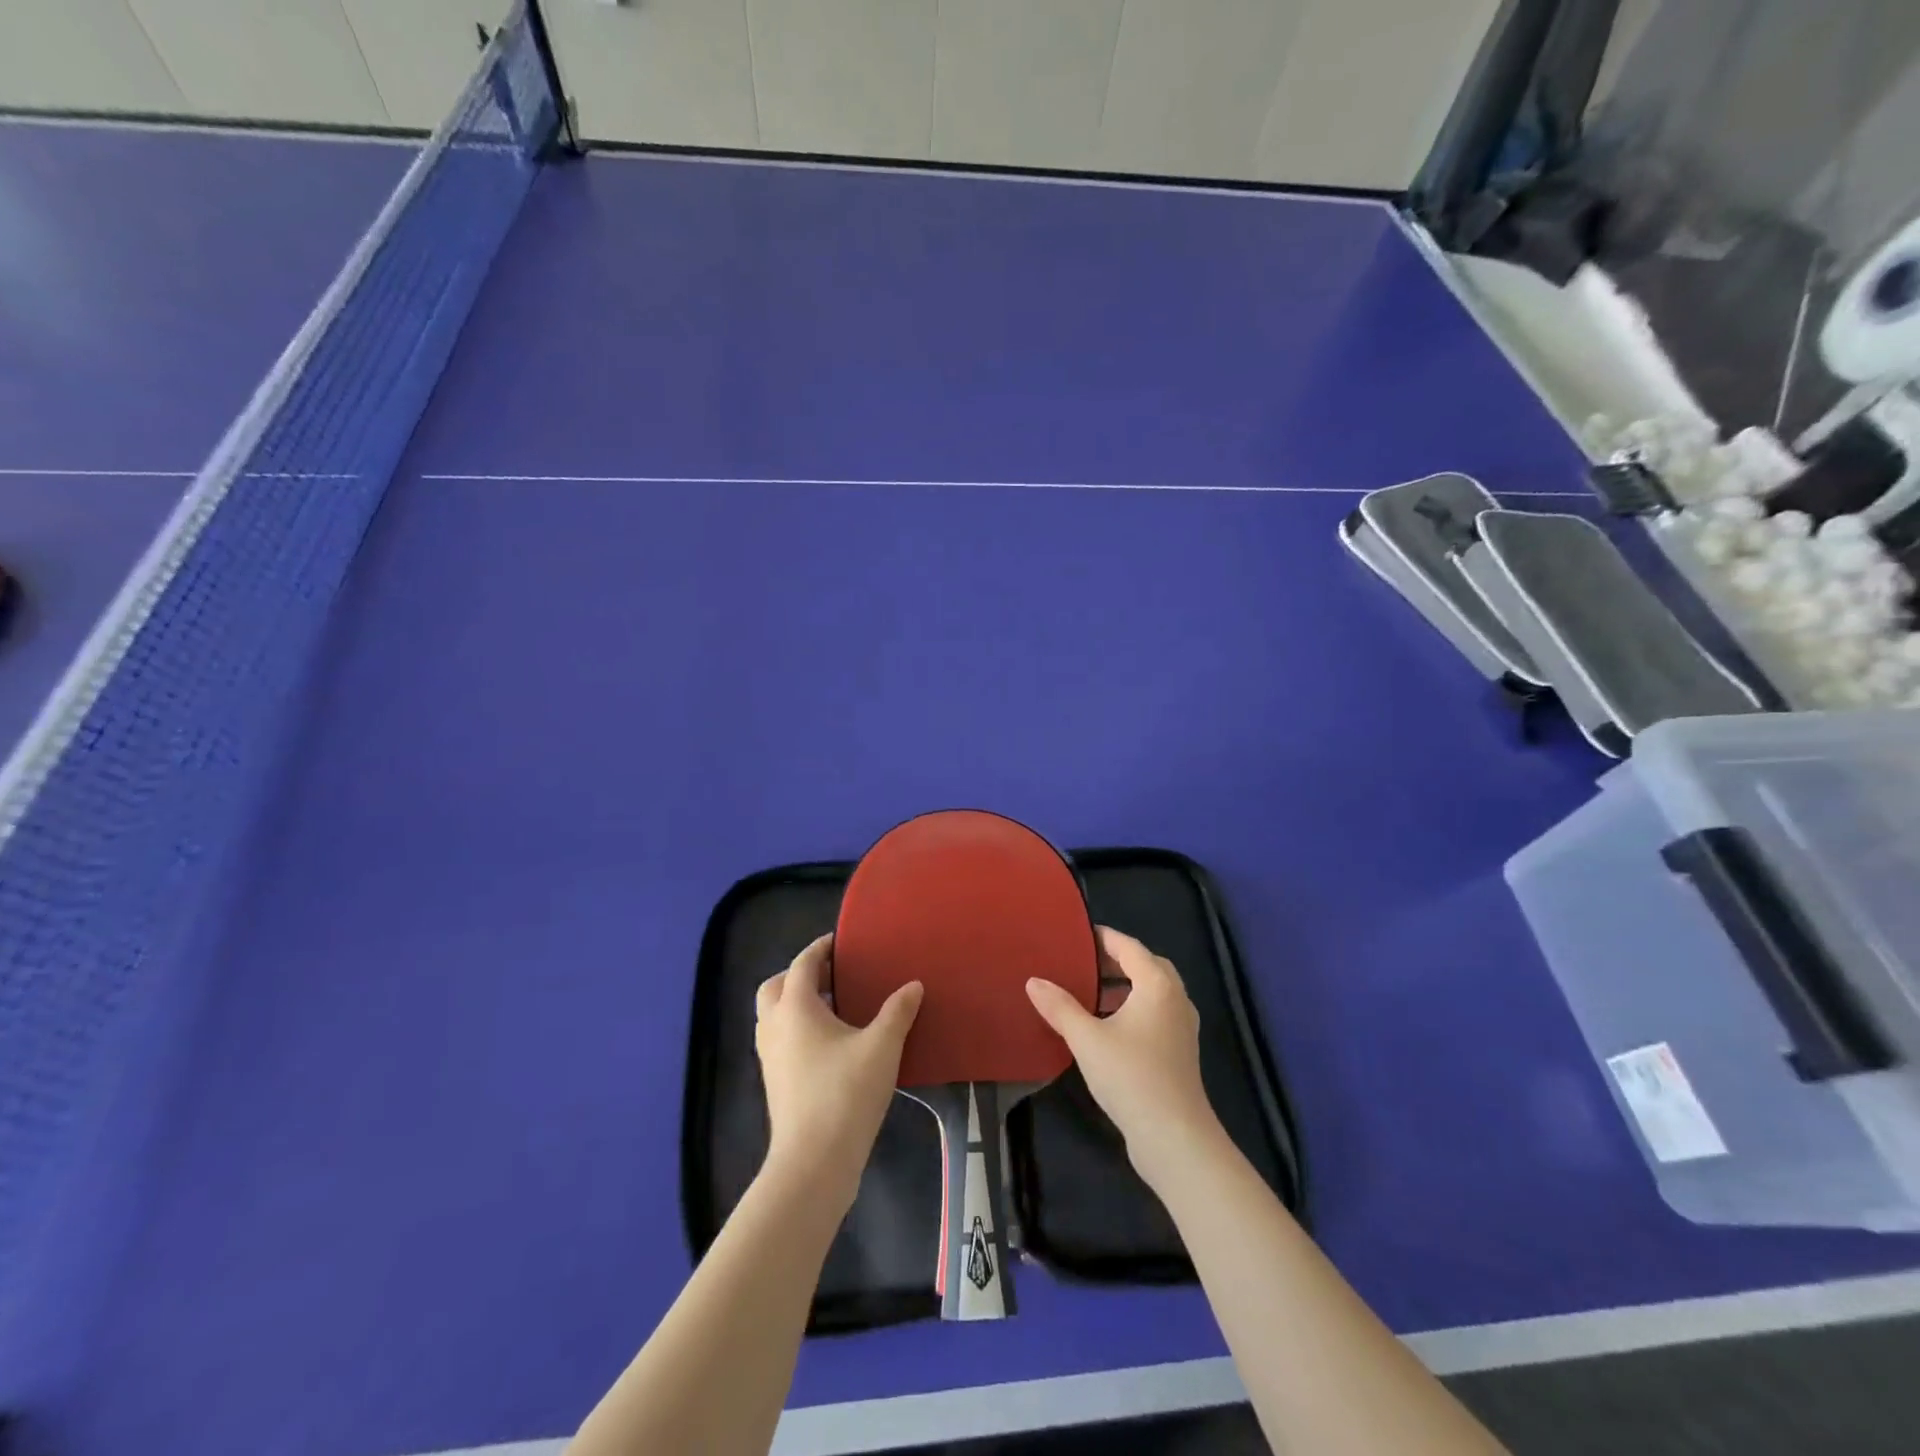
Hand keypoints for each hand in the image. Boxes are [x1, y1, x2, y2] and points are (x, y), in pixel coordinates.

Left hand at [756, 934, 921, 1209]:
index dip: (820, 949)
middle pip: (775, 986)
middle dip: (798, 975)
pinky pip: (779, 1039)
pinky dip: (796, 1029)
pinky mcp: (774, 1082)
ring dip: (794, 1003)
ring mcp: (769, 1057)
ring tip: (832, 1007)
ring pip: (773, 1015)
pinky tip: (828, 1043)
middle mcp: (775, 1026)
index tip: (840, 941)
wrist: (813, 1162)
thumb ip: (898, 1012)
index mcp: (796, 1008)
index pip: (802, 964)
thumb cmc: (845, 1093)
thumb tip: (913, 986)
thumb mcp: (881, 1047)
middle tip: (830, 975)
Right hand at [1026, 927, 1222, 1186]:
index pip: (1129, 947)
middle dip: (1116, 961)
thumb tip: (1033, 981)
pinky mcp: (1180, 1052)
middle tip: (1083, 963)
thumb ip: (1060, 1007)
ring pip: (1153, 992)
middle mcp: (1175, 999)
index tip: (1077, 935)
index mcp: (1157, 985)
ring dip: (1125, 987)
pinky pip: (1155, 1014)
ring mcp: (1181, 1027)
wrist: (1174, 1137)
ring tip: (1090, 993)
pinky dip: (1133, 1009)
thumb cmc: (1131, 1076)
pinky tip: (1107, 1027)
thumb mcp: (1086, 1039)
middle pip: (1146, 966)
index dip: (1103, 938)